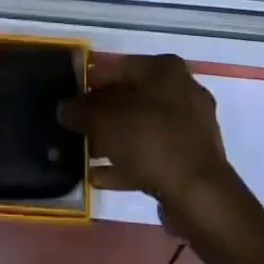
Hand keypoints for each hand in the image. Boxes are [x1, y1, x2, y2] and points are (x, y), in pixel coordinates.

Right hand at [58, 54, 244, 229]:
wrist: (200, 196)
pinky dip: (129, 162)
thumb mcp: (107, 123)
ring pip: (143, 127)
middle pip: (132, 98)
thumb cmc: (151, 141)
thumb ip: (82, 113)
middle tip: (78, 127)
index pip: (120, 67)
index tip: (72, 98)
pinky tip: (101, 177)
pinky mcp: (193, 159)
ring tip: (85, 154)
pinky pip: (154, 153)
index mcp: (165, 69)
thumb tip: (63, 108)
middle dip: (103, 114)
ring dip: (114, 140)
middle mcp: (182, 90)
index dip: (92, 82)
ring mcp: (191, 126)